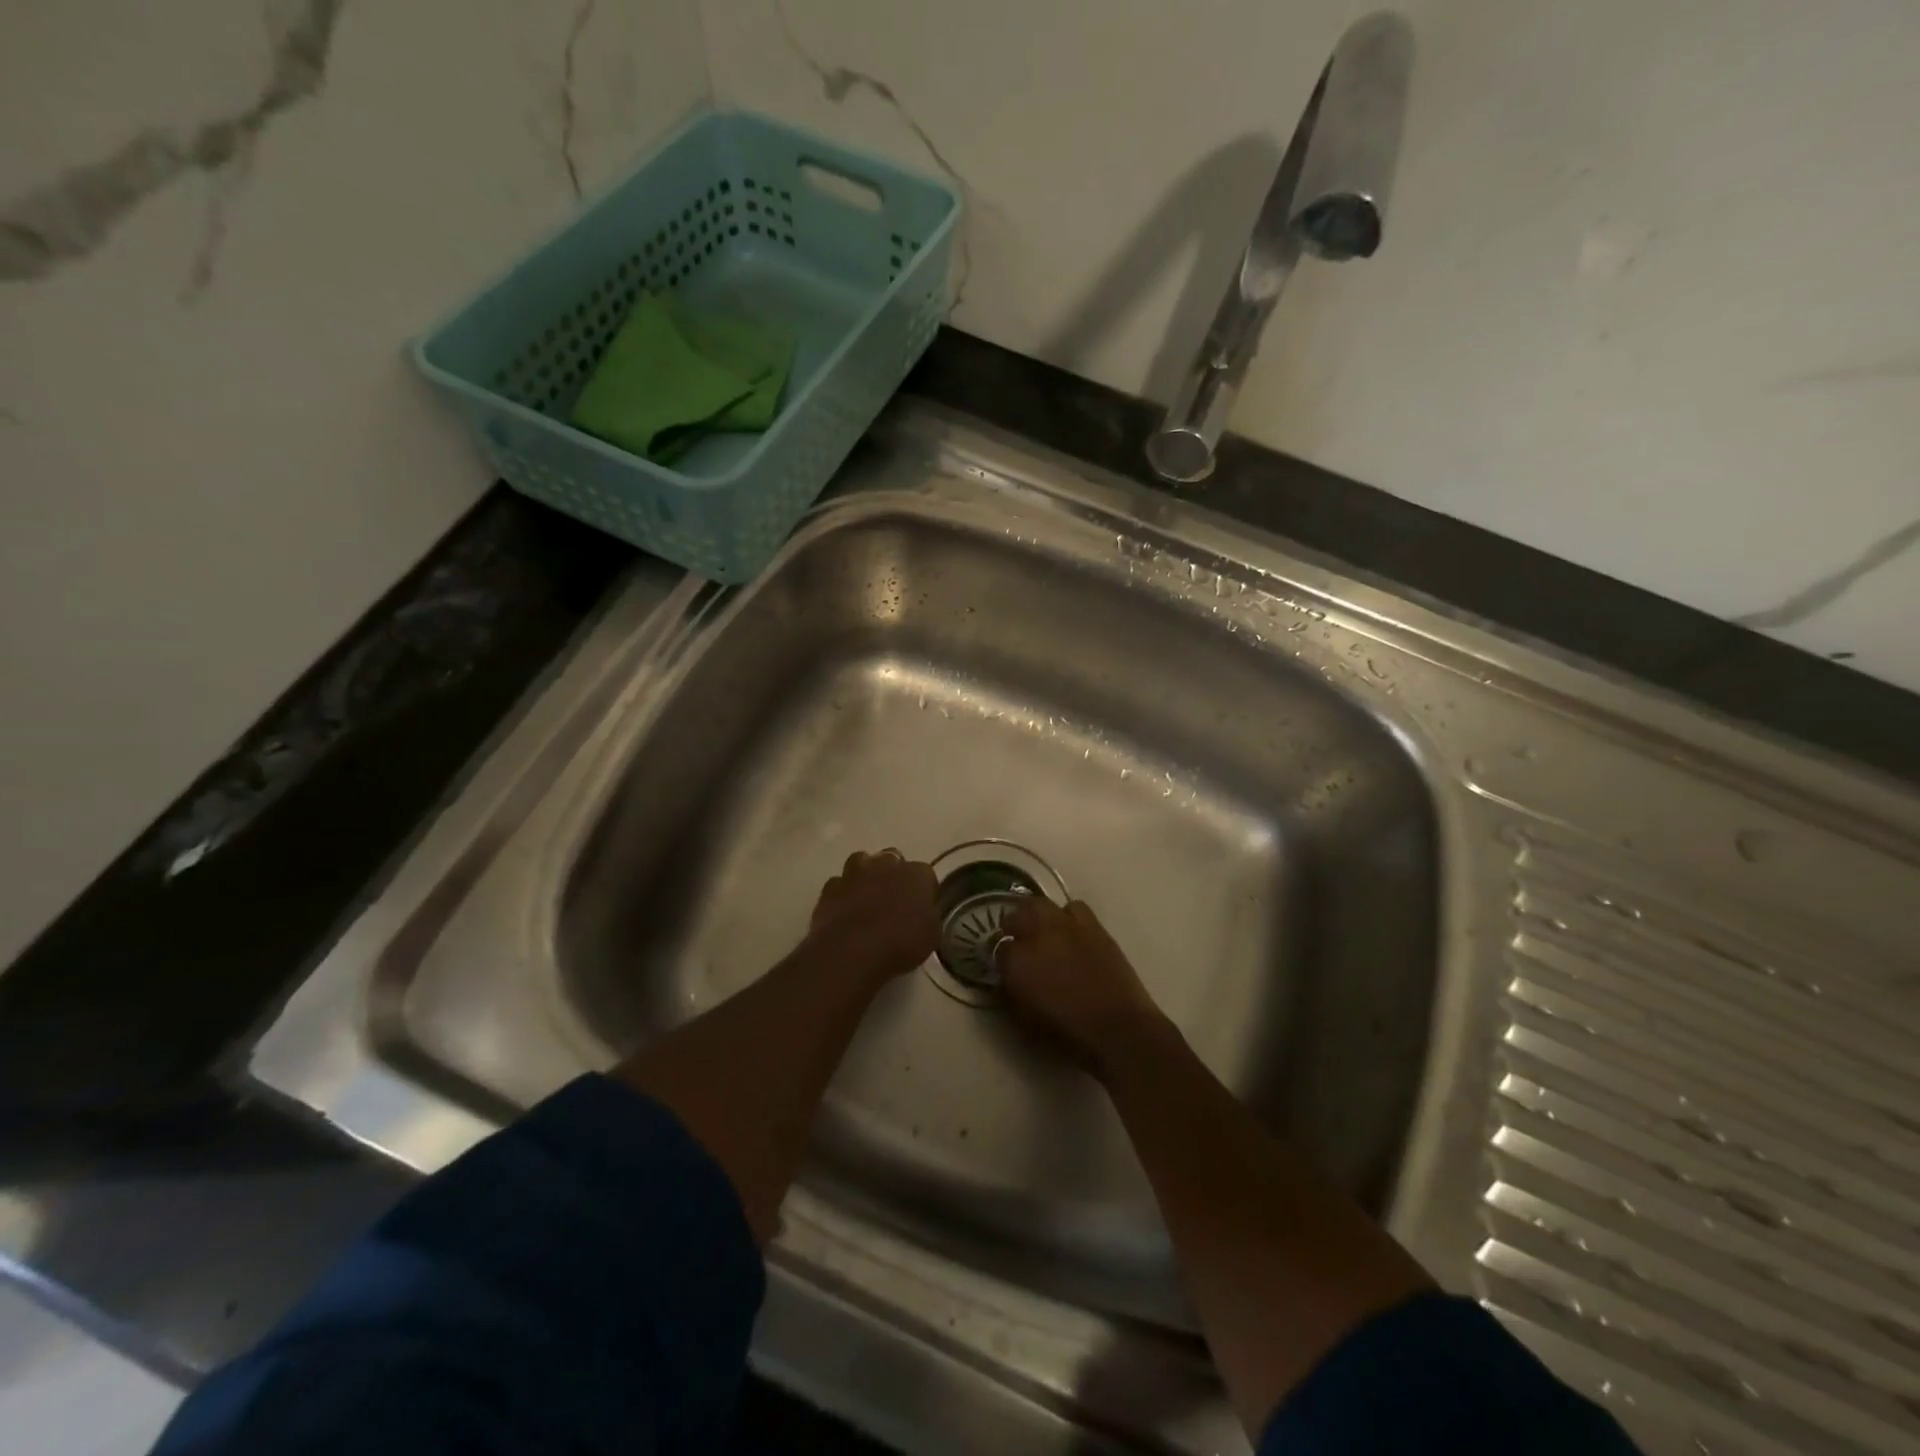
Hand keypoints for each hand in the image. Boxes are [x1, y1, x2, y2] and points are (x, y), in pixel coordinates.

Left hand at [808, 849, 938, 984]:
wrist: (851, 952)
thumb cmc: (899, 944)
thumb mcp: (930, 936)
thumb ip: (928, 916)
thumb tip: (924, 912)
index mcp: (916, 874)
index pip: (925, 874)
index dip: (923, 891)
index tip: (921, 907)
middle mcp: (886, 864)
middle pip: (893, 860)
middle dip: (894, 875)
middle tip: (894, 900)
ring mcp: (855, 872)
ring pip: (862, 862)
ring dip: (866, 875)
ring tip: (867, 898)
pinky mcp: (830, 887)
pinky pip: (839, 883)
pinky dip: (843, 893)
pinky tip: (844, 910)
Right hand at [998, 897, 1166, 1074]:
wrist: (1119, 1030)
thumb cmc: (1069, 1034)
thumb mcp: (1026, 1021)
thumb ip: (1010, 994)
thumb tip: (1006, 978)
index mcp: (1018, 962)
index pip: (998, 948)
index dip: (1000, 956)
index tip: (1004, 965)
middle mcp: (1039, 935)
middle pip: (1017, 914)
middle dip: (1013, 923)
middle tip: (1016, 936)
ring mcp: (1067, 926)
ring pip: (1042, 904)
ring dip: (1038, 915)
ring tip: (1043, 930)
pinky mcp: (1094, 927)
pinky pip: (1074, 908)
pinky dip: (1068, 916)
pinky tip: (1071, 932)